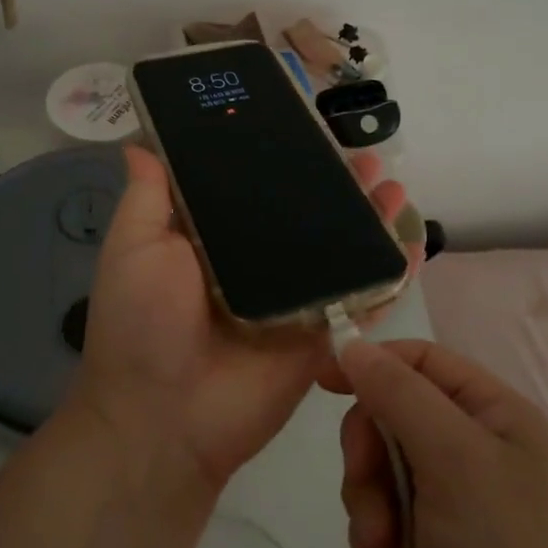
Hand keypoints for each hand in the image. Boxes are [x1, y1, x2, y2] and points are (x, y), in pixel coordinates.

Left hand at [74, 145, 415, 492]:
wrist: (165, 419)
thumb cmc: (142, 323)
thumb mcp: (134, 248)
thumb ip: (147, 197)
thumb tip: (140, 143)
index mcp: (216, 242)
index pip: (257, 190)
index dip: (282, 161)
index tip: (306, 128)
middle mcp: (260, 265)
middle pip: (307, 217)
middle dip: (337, 186)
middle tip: (364, 154)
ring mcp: (296, 300)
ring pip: (341, 251)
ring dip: (371, 219)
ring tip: (392, 184)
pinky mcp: (322, 334)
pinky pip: (363, 298)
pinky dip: (391, 273)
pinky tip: (412, 242)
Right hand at [329, 340, 547, 547]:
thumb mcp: (455, 459)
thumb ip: (400, 394)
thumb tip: (353, 344)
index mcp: (493, 411)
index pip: (421, 359)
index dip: (372, 362)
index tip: (322, 382)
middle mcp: (474, 445)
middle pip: (392, 413)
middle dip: (369, 452)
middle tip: (369, 488)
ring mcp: (455, 498)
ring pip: (381, 466)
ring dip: (369, 502)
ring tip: (385, 547)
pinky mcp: (434, 544)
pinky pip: (384, 513)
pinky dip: (378, 537)